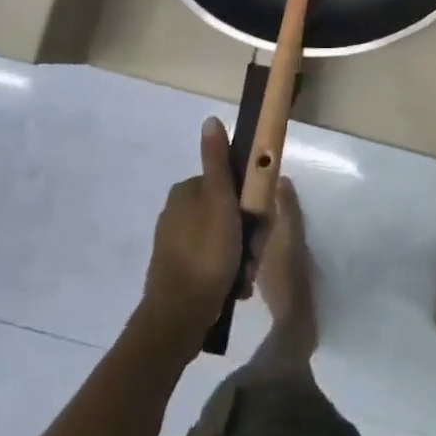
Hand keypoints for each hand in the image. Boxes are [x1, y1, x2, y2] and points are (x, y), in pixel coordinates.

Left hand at [137, 118, 242, 351]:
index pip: (229, 184)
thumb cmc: (206, 253)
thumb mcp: (220, 201)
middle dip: (246, 234)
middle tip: (252, 254)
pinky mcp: (177, 269)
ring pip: (223, 238)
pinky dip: (225, 271)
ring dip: (239, 256)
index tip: (260, 223)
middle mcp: (177, 212)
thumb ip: (218, 162)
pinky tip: (232, 287)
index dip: (250, 202)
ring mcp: (175, 242)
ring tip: (243, 276)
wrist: (178, 317)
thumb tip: (210, 119)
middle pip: (227, 212)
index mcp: (186, 191)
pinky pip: (211, 261)